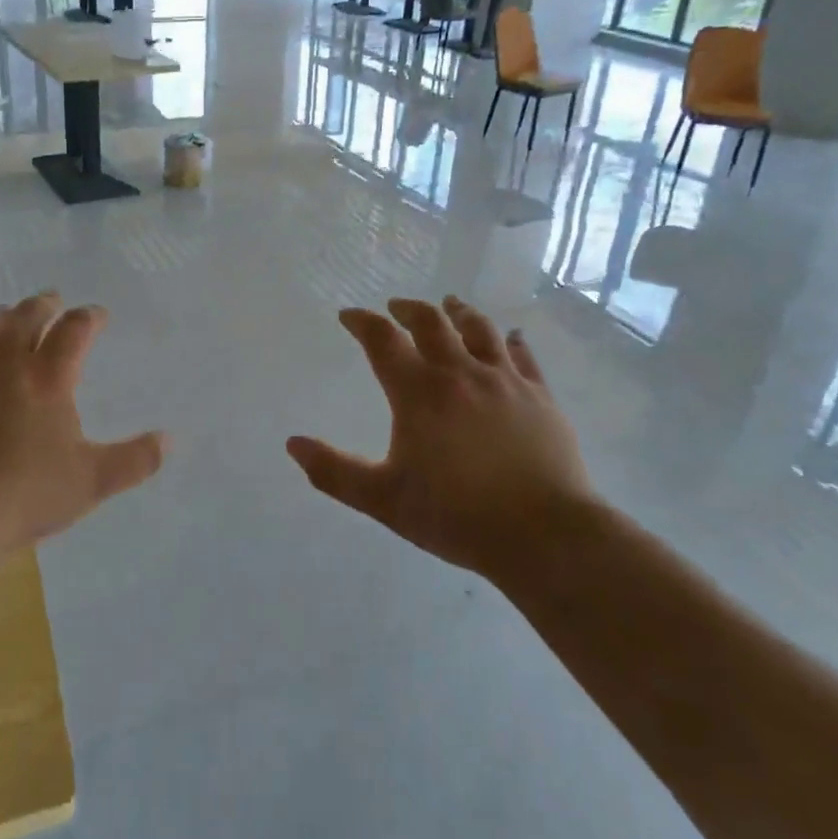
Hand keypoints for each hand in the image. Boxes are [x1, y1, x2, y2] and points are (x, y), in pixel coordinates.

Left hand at [0, 292, 166, 565]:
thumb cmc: (23, 496)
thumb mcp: (91, 482)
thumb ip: (134, 460)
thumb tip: (168, 440)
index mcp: (47, 377)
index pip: (74, 330)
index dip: (89, 317)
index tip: (97, 314)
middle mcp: (3, 363)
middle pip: (24, 316)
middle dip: (43, 304)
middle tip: (52, 301)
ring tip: (2, 316)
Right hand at [287, 296, 595, 575]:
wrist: (544, 534)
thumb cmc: (456, 516)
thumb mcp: (383, 499)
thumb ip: (334, 472)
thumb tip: (292, 444)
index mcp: (419, 392)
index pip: (382, 340)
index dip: (362, 322)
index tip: (349, 316)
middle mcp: (460, 373)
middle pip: (431, 323)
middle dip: (408, 310)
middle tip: (396, 307)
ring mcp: (505, 381)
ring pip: (479, 329)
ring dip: (459, 312)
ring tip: (450, 304)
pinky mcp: (540, 396)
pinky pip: (524, 356)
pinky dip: (512, 341)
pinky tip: (512, 337)